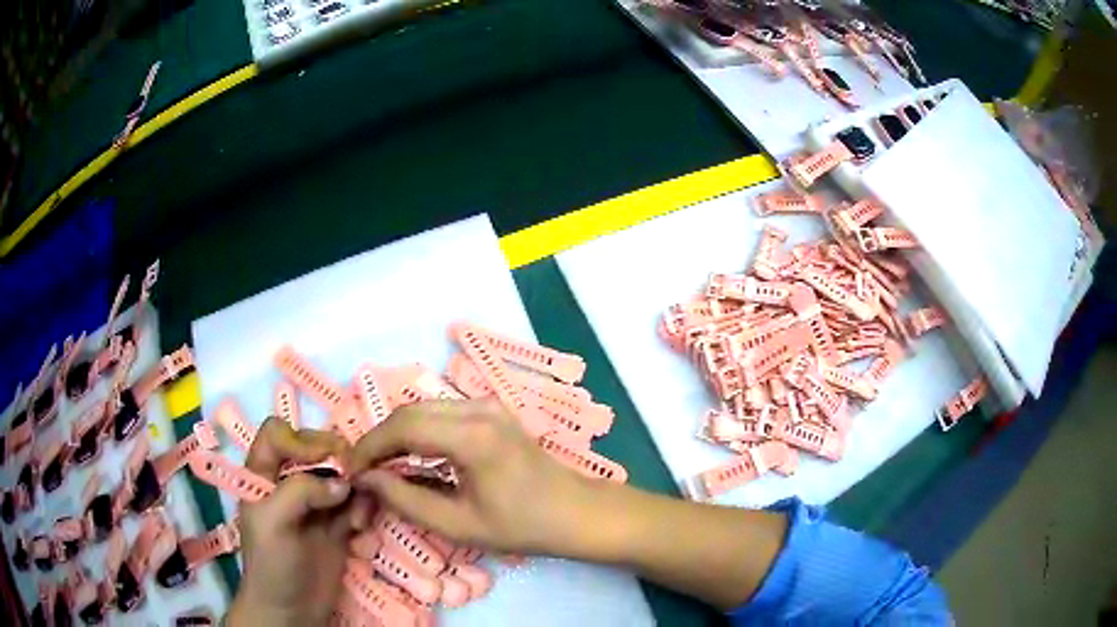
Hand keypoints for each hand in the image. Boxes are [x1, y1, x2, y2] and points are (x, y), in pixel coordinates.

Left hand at [228, 418, 358, 626]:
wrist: (292, 611)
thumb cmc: (272, 563)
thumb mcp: (273, 521)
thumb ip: (301, 491)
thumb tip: (344, 483)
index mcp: (262, 475)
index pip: (278, 434)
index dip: (300, 439)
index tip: (324, 460)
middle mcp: (288, 483)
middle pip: (315, 448)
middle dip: (337, 459)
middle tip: (354, 477)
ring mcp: (315, 505)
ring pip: (340, 476)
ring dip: (356, 487)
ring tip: (359, 515)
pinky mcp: (337, 526)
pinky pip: (355, 503)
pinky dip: (363, 508)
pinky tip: (361, 526)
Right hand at [349, 399, 601, 555]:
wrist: (575, 513)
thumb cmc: (522, 526)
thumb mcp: (458, 525)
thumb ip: (406, 500)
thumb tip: (367, 479)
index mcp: (472, 436)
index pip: (402, 427)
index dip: (368, 446)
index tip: (349, 469)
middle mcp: (478, 409)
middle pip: (409, 412)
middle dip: (379, 439)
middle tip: (360, 468)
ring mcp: (488, 406)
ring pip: (423, 409)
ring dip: (396, 434)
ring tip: (378, 465)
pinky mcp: (492, 412)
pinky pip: (441, 414)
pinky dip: (418, 431)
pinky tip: (409, 456)